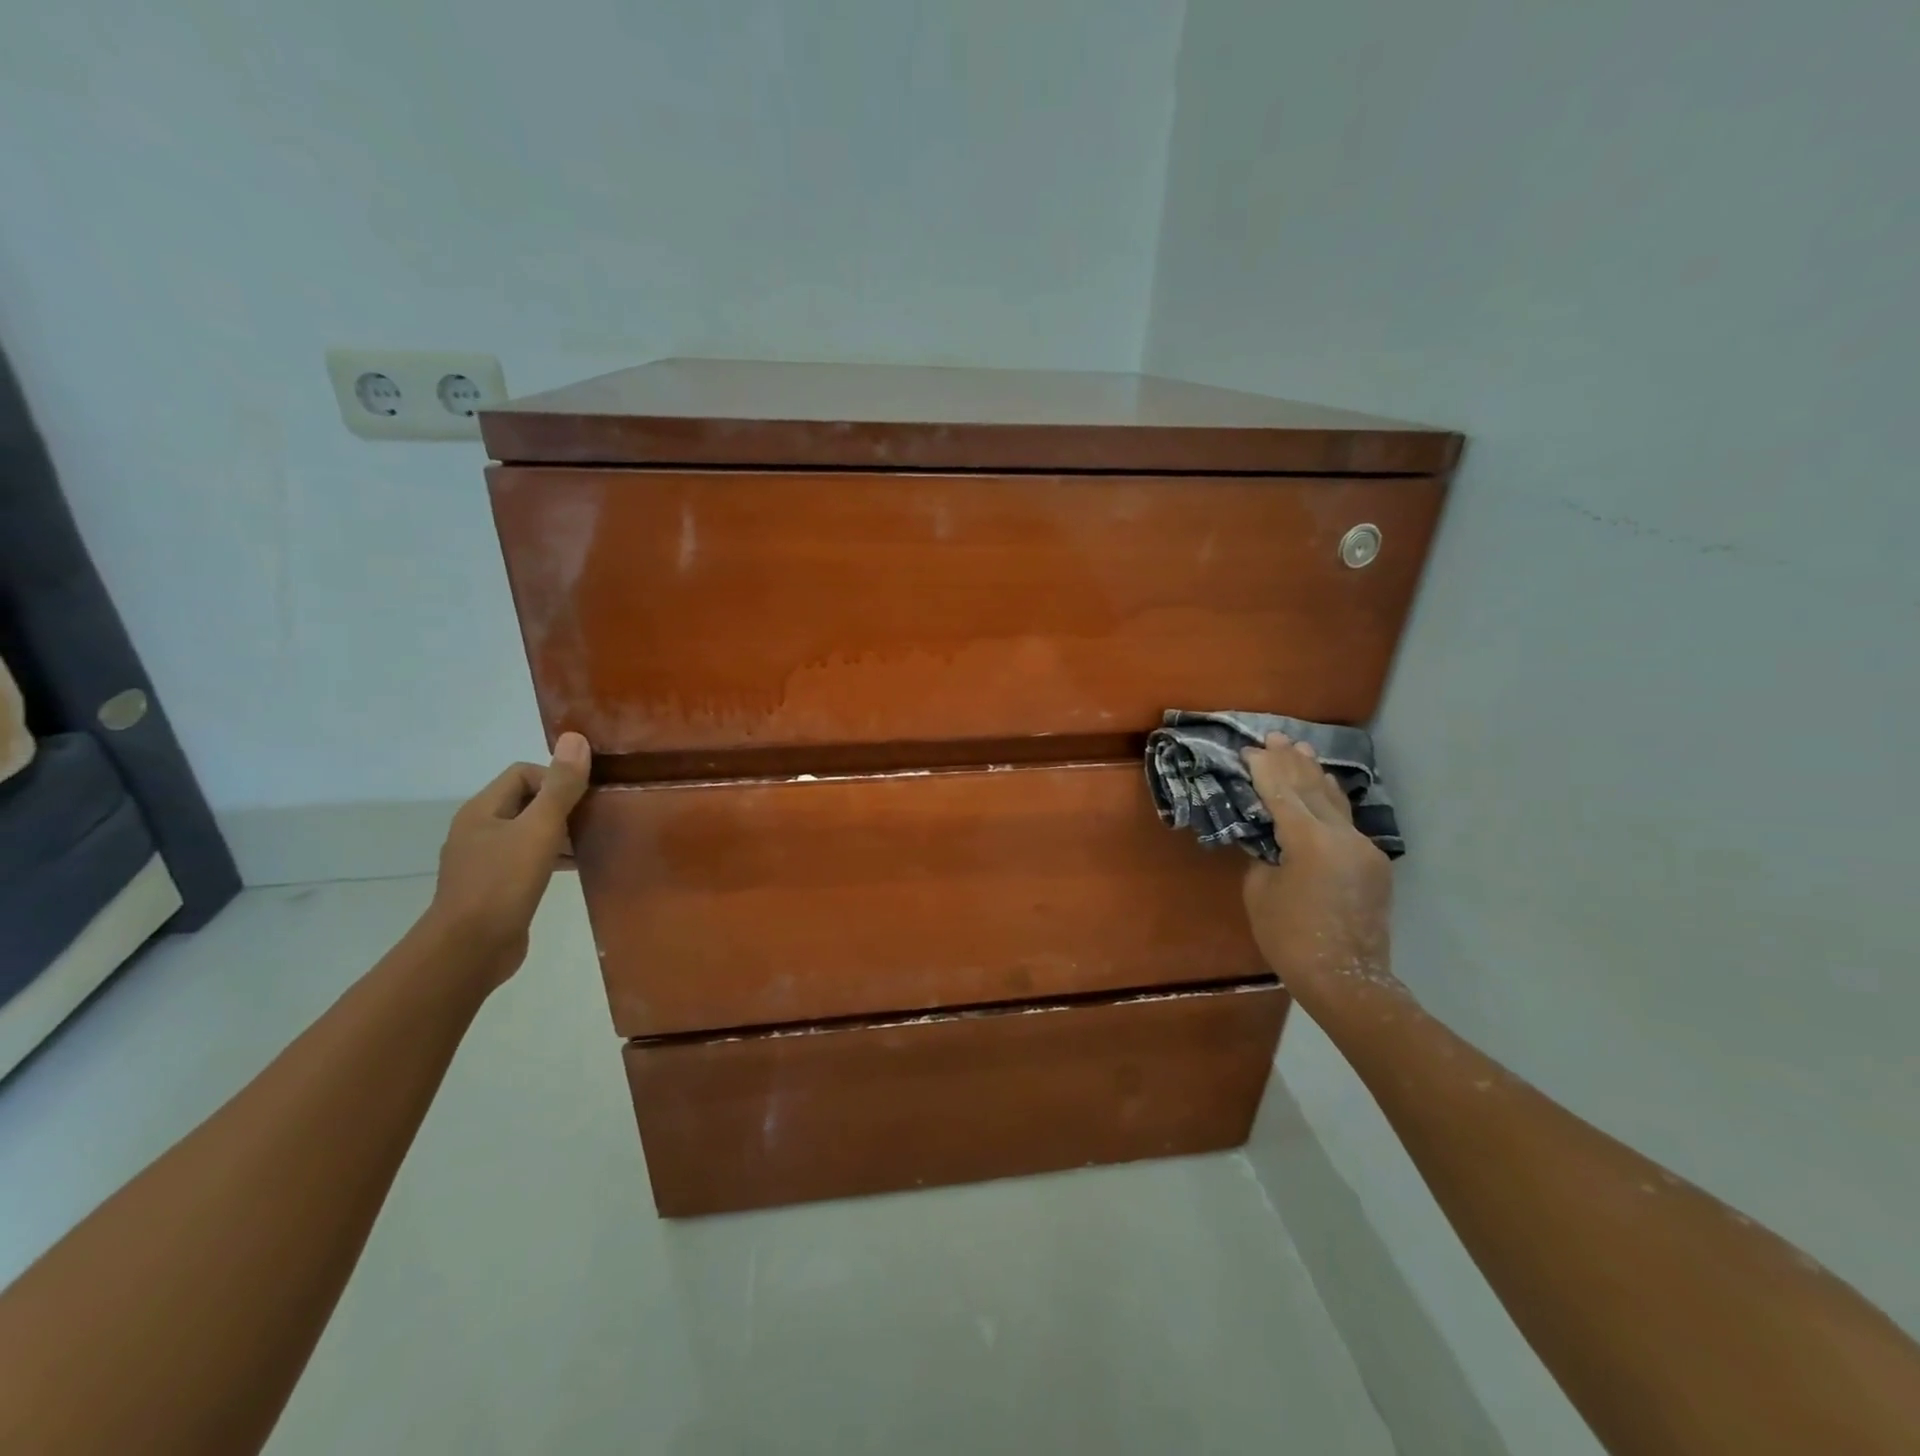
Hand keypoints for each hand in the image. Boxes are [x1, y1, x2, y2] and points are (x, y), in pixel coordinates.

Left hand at [424, 732, 591, 985]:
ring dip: (562, 834)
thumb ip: (561, 787)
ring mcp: (486, 861)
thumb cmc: (503, 882)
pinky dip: (554, 859)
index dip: (556, 779)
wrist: (469, 949)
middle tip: (597, 818)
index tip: (584, 799)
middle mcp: (479, 830)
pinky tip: (578, 869)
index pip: (523, 774)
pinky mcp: (497, 888)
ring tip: (595, 842)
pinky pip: (530, 860)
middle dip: (564, 806)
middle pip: (527, 802)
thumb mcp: (539, 829)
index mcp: (482, 811)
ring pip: (530, 833)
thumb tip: (575, 739)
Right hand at [1241, 733, 1398, 1013]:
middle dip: (1292, 763)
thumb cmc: (1290, 939)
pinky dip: (1330, 801)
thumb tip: (1272, 840)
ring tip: (1303, 751)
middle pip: (1313, 789)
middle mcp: (1343, 836)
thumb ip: (1265, 855)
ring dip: (1316, 776)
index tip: (1250, 750)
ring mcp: (1364, 849)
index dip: (1264, 770)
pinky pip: (1347, 822)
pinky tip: (1324, 790)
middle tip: (1276, 737)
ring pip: (1336, 802)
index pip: (1282, 793)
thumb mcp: (1261, 891)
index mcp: (1310, 841)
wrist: (1346, 980)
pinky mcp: (1374, 864)